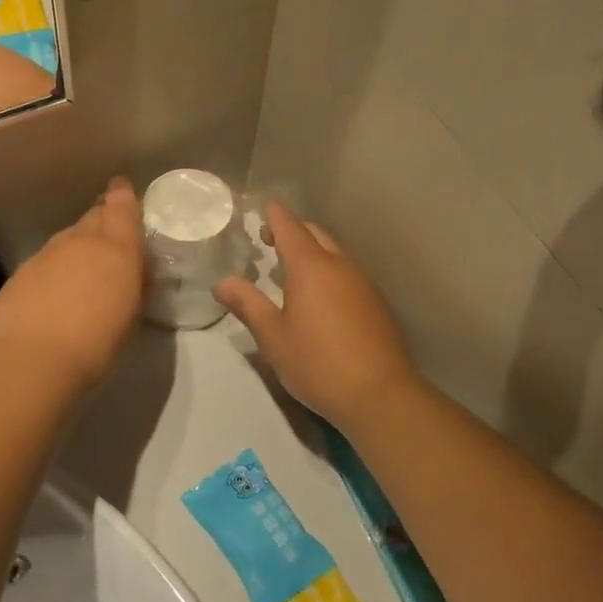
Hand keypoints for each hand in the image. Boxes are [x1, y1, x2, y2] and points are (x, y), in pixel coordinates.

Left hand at [0, 178, 144, 393]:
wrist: (34, 360)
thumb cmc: (98, 342)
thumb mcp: (131, 313)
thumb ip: (135, 282)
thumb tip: (136, 269)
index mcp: (115, 247)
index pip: (121, 205)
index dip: (122, 195)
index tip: (121, 189)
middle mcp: (79, 241)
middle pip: (92, 218)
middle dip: (101, 221)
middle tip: (108, 238)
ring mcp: (45, 255)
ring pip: (65, 240)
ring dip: (75, 249)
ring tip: (80, 275)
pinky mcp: (20, 274)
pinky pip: (42, 263)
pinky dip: (51, 272)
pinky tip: (52, 298)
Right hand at [214, 201, 419, 428]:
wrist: (380, 394)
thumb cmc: (318, 363)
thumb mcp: (273, 337)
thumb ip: (248, 305)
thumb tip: (222, 282)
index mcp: (310, 267)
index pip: (289, 227)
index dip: (274, 215)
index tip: (264, 206)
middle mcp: (339, 265)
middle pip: (314, 233)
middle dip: (292, 230)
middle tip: (268, 240)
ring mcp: (362, 283)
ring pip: (334, 252)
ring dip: (312, 250)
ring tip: (291, 269)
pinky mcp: (376, 303)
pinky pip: (347, 271)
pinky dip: (328, 269)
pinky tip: (320, 295)